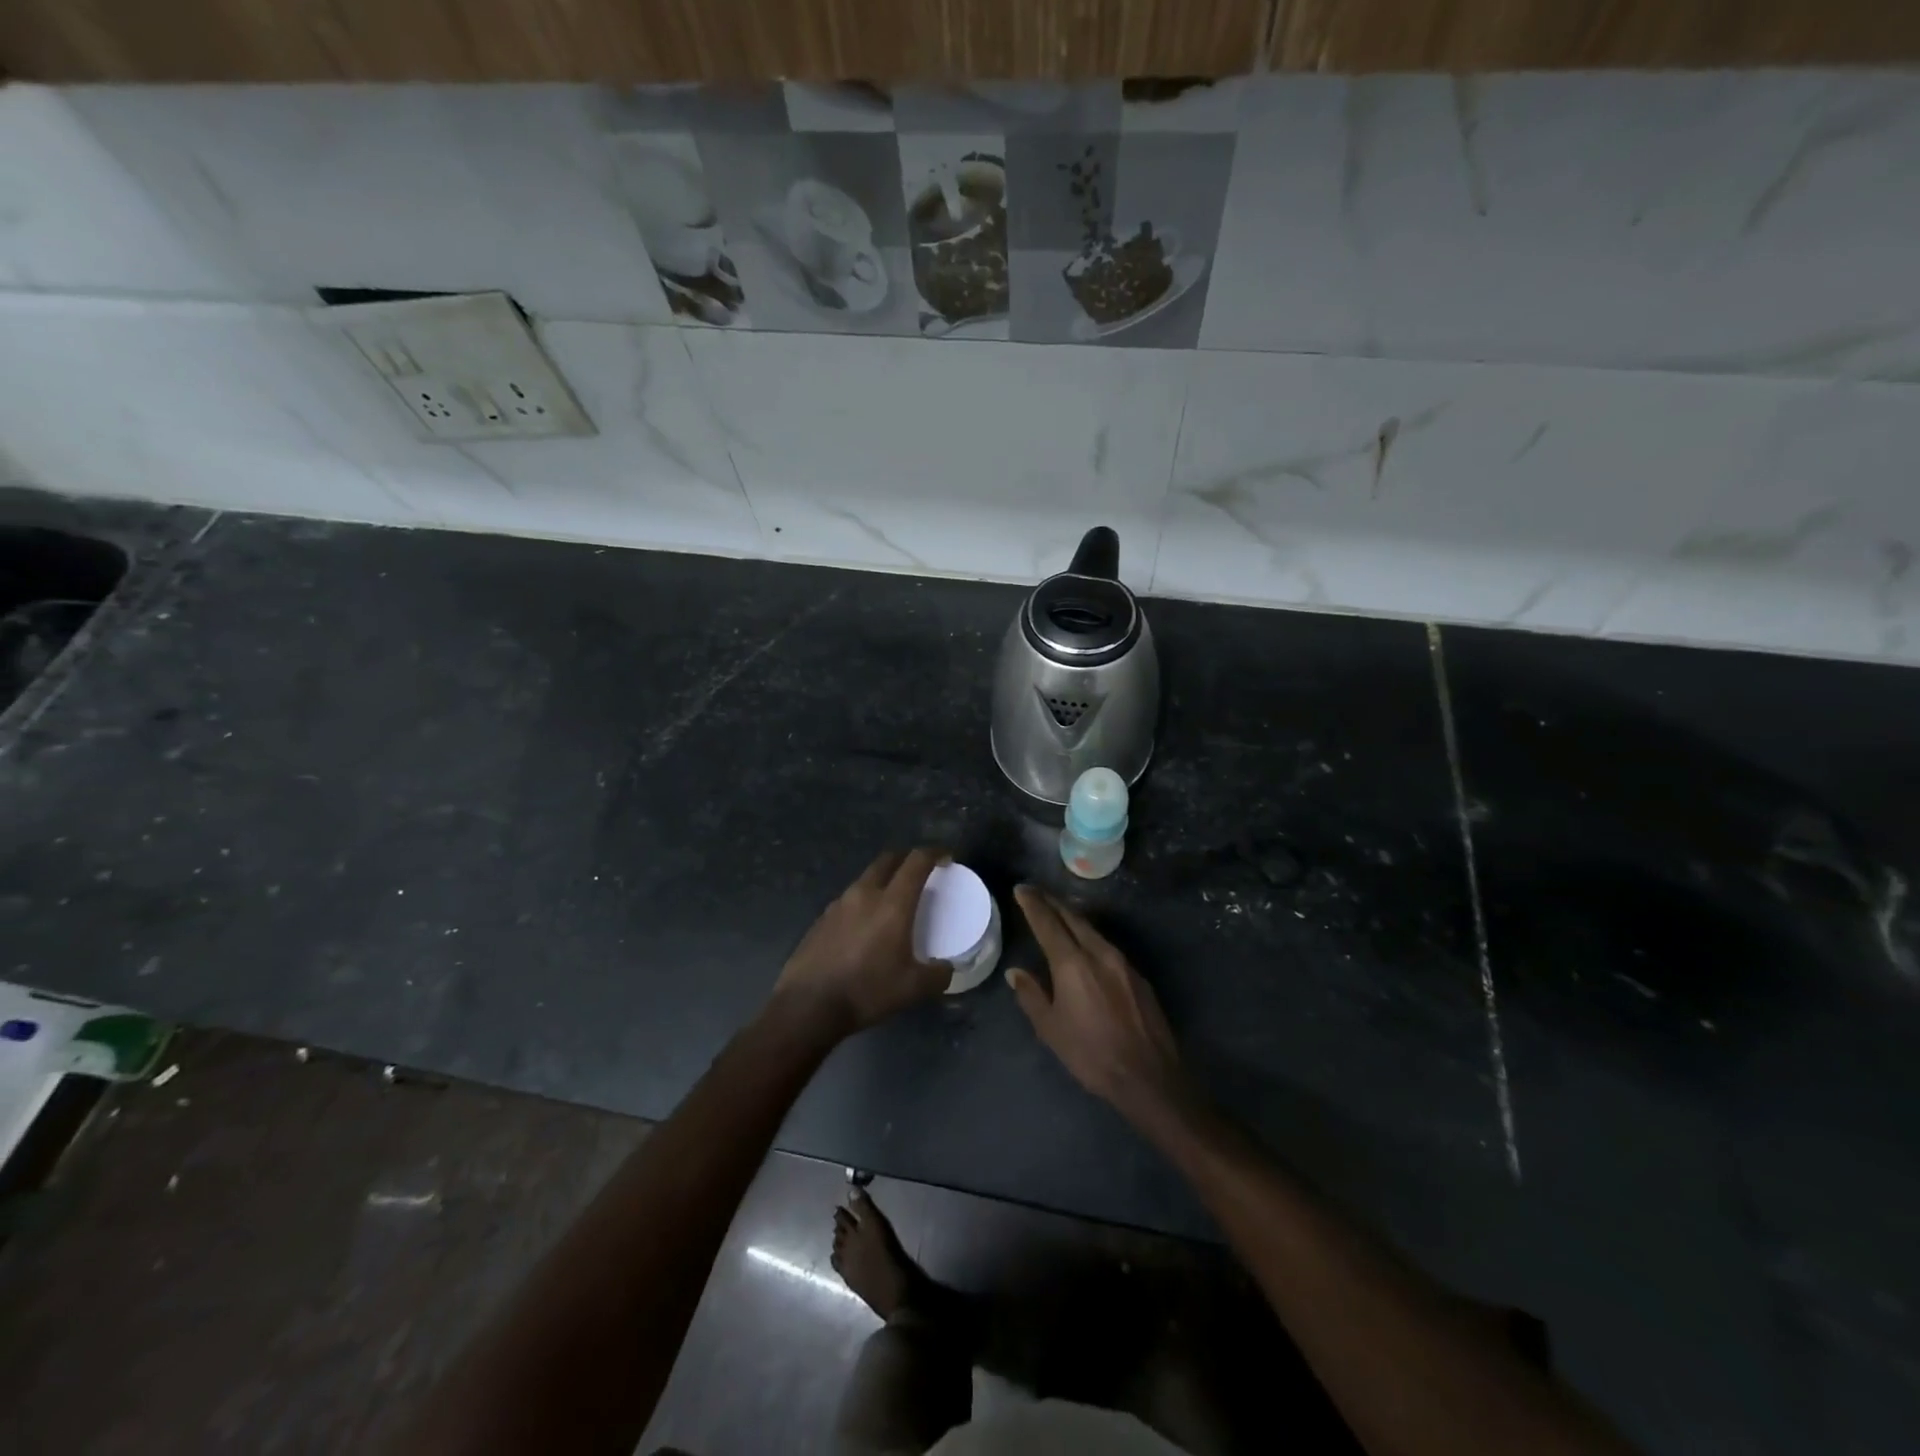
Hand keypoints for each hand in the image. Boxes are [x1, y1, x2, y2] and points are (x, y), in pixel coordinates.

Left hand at [774, 848, 950, 1037]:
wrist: (807, 1005)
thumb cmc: (866, 991)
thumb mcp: (912, 989)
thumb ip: (938, 975)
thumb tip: (947, 969)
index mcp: (892, 904)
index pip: (916, 862)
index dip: (934, 853)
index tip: (946, 857)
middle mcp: (864, 894)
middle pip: (887, 860)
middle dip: (906, 859)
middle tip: (919, 872)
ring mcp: (838, 905)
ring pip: (865, 879)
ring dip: (882, 881)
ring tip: (891, 901)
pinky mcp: (821, 919)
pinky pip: (848, 900)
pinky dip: (862, 902)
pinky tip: (864, 927)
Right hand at [1007, 886, 1183, 1118]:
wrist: (1148, 1076)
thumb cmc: (1091, 1054)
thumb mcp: (1051, 1029)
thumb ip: (1031, 996)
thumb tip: (1017, 972)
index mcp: (1072, 963)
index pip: (1048, 923)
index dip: (1033, 904)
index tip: (1021, 889)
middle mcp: (1099, 953)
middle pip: (1073, 918)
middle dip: (1053, 903)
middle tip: (1037, 894)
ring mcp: (1123, 962)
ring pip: (1093, 930)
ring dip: (1073, 918)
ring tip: (1059, 914)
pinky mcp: (1138, 976)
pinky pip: (1108, 946)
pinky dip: (1091, 937)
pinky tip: (1087, 946)